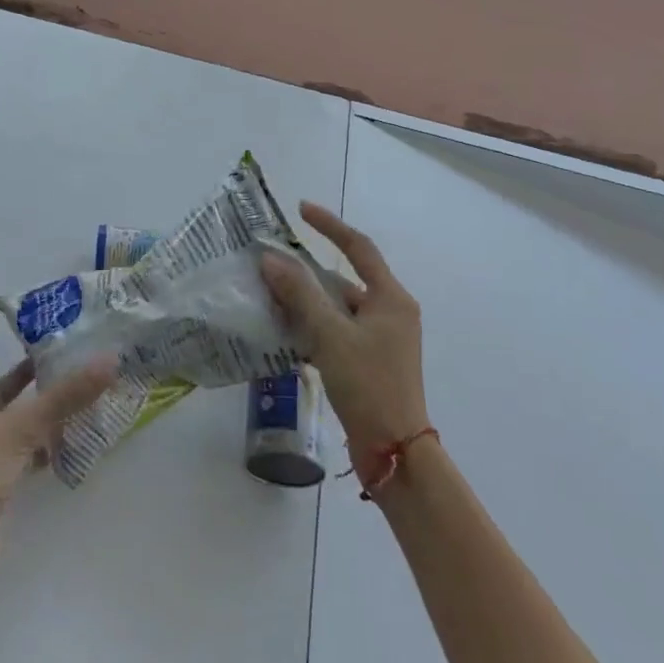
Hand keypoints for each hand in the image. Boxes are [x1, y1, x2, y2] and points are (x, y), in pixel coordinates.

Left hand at [0, 303, 115, 593]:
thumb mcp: (21, 429)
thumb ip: (64, 398)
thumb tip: (108, 360)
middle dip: (22, 370)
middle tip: (55, 349)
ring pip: (12, 419)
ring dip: (38, 406)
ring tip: (72, 388)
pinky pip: (22, 450)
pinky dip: (43, 442)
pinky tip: (69, 437)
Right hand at [261, 203, 428, 462]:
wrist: (394, 452)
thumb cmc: (368, 384)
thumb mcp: (330, 335)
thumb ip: (300, 294)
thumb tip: (271, 259)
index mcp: (391, 298)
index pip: (359, 247)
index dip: (330, 225)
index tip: (301, 210)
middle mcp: (390, 313)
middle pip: (344, 280)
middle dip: (308, 273)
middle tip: (271, 265)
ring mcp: (382, 339)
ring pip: (338, 308)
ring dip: (307, 302)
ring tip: (269, 297)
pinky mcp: (370, 362)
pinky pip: (337, 332)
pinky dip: (313, 327)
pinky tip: (285, 332)